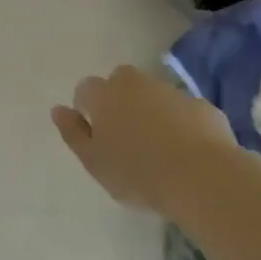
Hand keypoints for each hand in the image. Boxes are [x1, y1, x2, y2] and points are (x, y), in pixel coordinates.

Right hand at [51, 65, 235, 216]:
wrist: (202, 177)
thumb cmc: (137, 172)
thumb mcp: (93, 161)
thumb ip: (72, 133)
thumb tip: (58, 109)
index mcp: (104, 95)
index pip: (85, 89)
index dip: (87, 109)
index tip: (96, 136)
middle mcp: (136, 83)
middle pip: (120, 82)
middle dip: (119, 100)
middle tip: (124, 135)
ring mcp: (172, 91)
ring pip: (153, 94)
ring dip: (150, 110)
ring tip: (157, 146)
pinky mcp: (202, 106)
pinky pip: (182, 110)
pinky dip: (179, 122)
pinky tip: (185, 150)